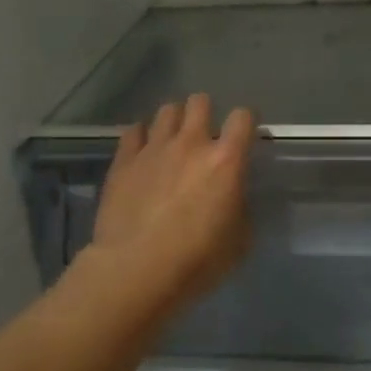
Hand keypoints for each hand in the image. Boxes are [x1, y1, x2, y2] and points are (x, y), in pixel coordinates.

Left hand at [88, 93, 255, 309]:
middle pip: (200, 102)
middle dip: (205, 113)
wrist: (136, 269)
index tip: (245, 136)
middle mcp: (191, 143)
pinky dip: (141, 136)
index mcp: (226, 160)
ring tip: (172, 141)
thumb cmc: (197, 260)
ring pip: (167, 111)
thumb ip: (240, 207)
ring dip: (174, 121)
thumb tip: (233, 197)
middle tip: (204, 136)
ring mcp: (154, 148)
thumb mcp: (239, 241)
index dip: (246, 122)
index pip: (243, 117)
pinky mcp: (124, 160)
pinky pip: (133, 131)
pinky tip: (142, 152)